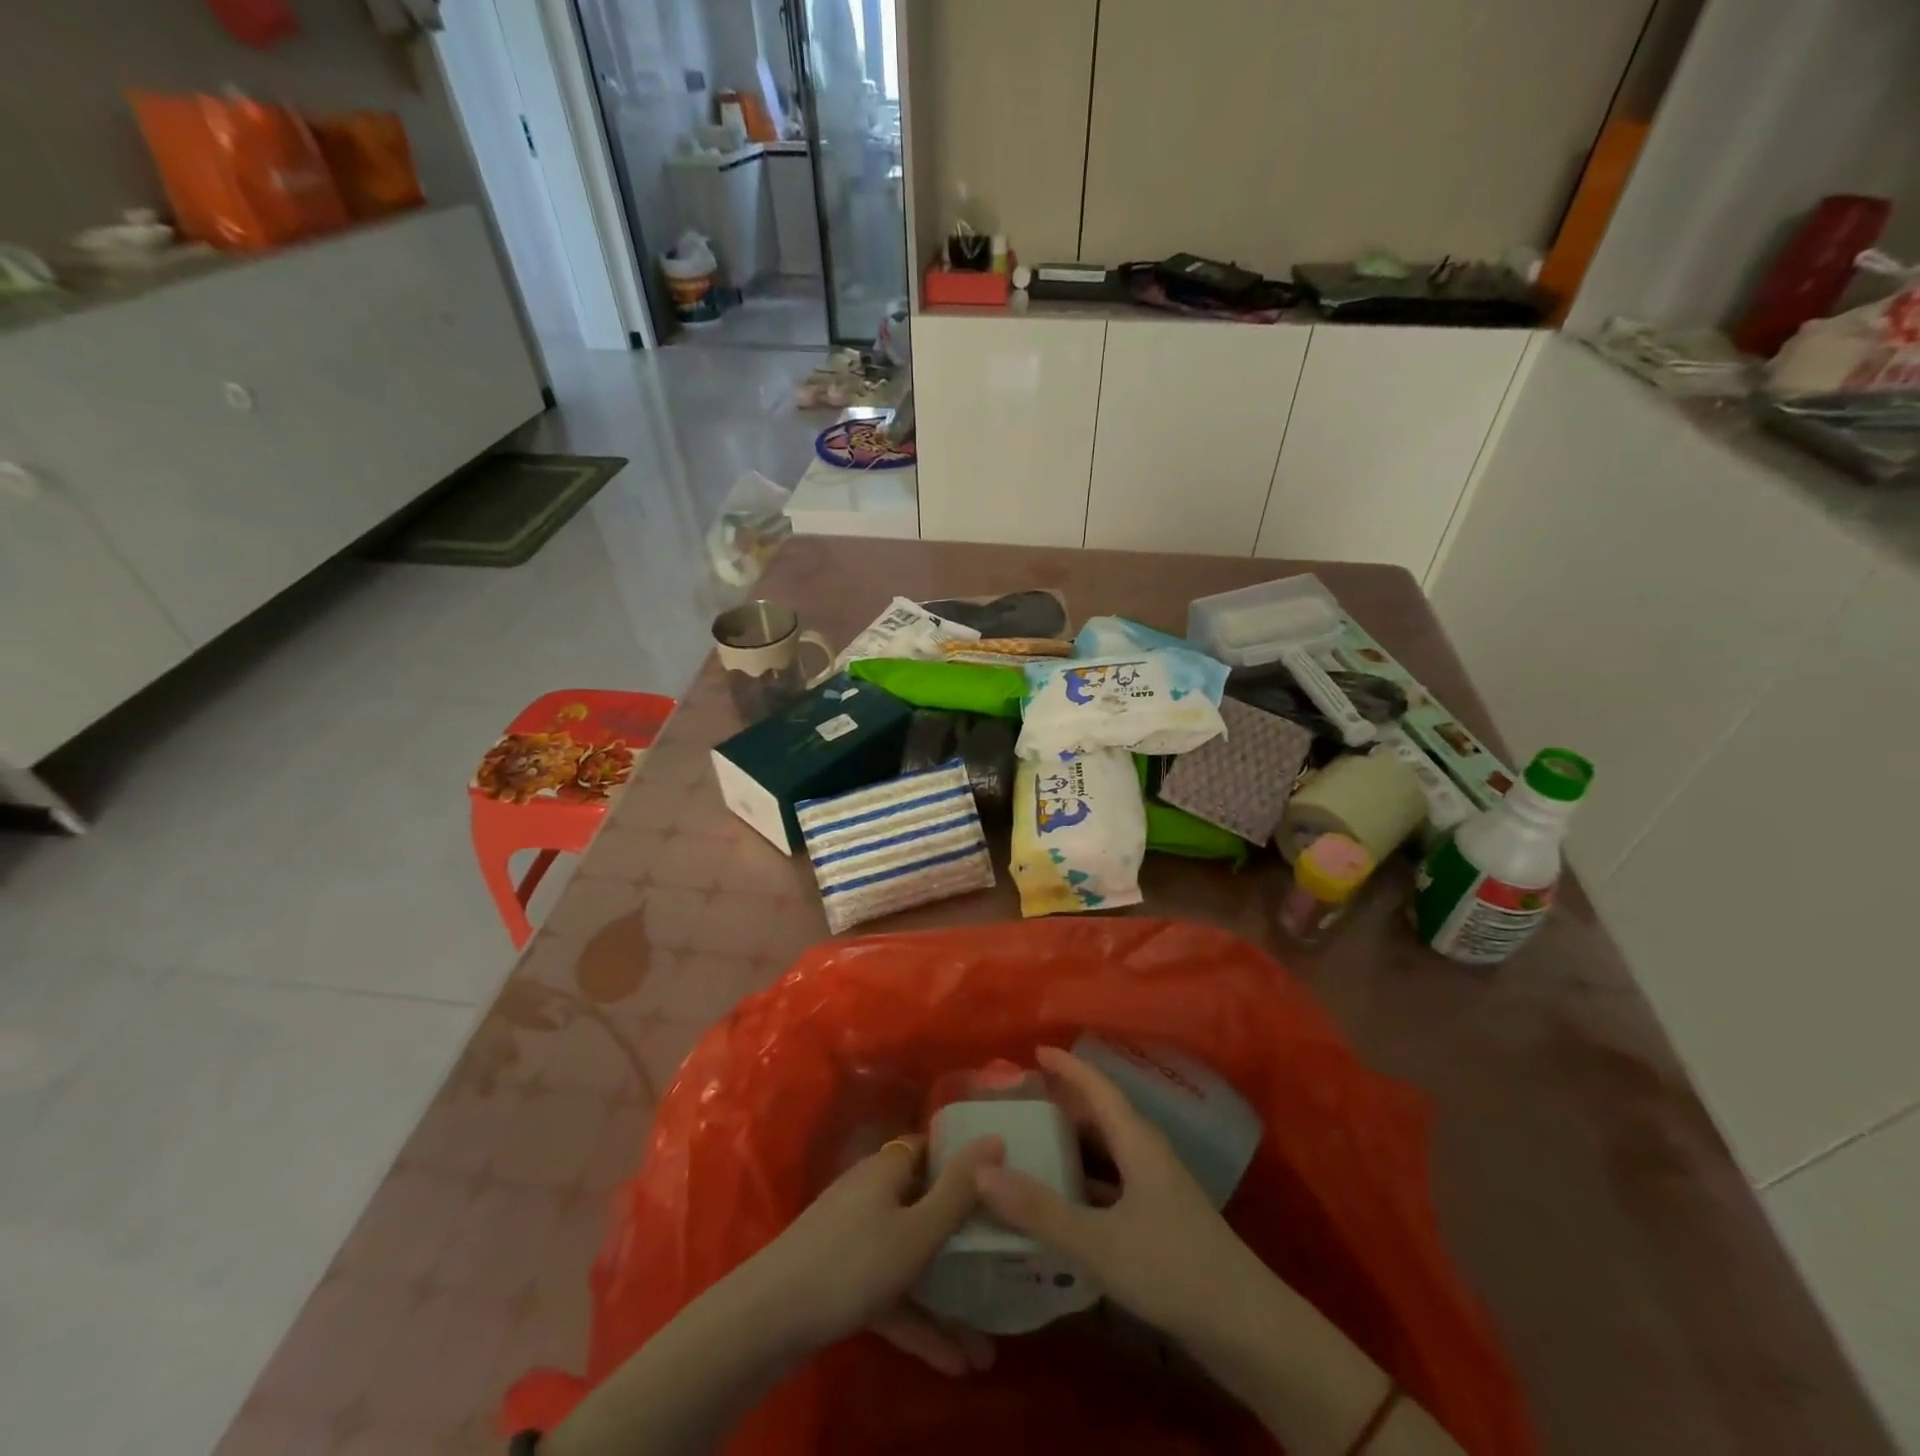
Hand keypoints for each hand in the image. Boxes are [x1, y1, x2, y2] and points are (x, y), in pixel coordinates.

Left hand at [741, 1132, 1005, 1376]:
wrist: (769, 1318)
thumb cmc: (853, 1261)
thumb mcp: (917, 1230)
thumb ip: (959, 1190)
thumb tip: (995, 1137)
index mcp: (889, 1168)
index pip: (933, 1149)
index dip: (966, 1164)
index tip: (1004, 1186)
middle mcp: (874, 1193)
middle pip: (927, 1207)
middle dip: (964, 1245)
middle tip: (1004, 1267)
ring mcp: (856, 1237)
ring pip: (911, 1259)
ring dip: (946, 1298)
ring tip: (987, 1346)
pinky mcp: (844, 1278)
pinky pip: (891, 1292)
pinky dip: (918, 1320)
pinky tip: (953, 1363)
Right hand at [973, 1046, 1264, 1343]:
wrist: (1247, 1329)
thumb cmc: (1173, 1269)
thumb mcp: (1099, 1242)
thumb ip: (1040, 1209)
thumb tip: (982, 1171)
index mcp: (1137, 1142)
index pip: (1098, 1088)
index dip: (1067, 1067)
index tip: (1035, 1051)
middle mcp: (1147, 1155)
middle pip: (1101, 1116)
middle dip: (1063, 1104)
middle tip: (1021, 1101)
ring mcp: (1156, 1189)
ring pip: (1107, 1152)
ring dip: (1072, 1144)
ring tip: (1032, 1143)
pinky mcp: (1159, 1220)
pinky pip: (1112, 1183)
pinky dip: (1084, 1181)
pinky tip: (1061, 1201)